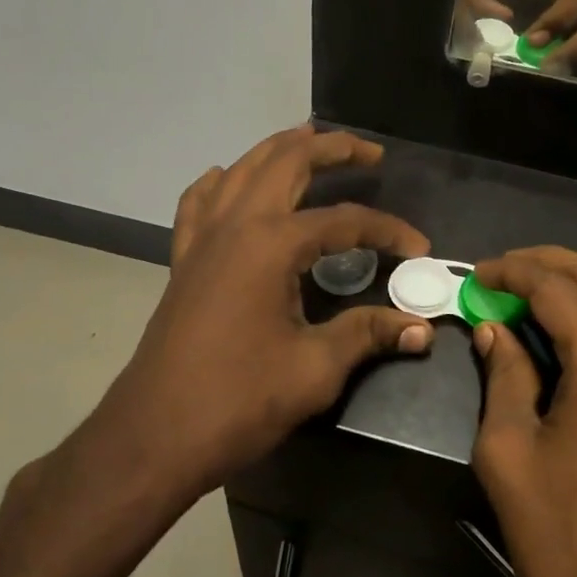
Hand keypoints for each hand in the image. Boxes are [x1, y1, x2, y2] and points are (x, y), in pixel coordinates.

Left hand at [95, 127, 432, 501]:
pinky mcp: (184, 259)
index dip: (386, 230)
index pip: (344, 221)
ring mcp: (202, 238)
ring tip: (310, 141)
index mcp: (271, 244)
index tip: (418, 248)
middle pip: (286, 163)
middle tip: (368, 152)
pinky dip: (221, 182)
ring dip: (279, 150)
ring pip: (242, 170)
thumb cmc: (238, 400)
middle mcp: (235, 224)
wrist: (155, 435)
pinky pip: (200, 202)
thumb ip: (367, 334)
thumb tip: (421, 327)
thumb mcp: (314, 369)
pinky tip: (228, 179)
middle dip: (331, 149)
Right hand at [468, 247, 576, 576]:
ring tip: (531, 302)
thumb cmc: (565, 543)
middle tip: (502, 273)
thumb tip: (494, 331)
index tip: (477, 275)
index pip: (557, 287)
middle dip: (549, 265)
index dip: (512, 272)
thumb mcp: (509, 452)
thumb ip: (503, 376)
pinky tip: (574, 344)